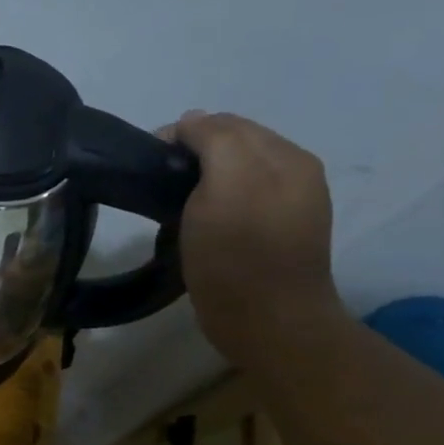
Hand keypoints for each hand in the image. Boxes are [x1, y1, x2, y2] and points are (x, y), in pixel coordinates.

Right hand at [164, 111, 344, 364]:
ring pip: (230, 174)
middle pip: (230, 146)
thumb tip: (191, 121)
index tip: (150, 163)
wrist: (266, 323)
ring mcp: (285, 207)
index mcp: (287, 157)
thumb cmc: (239, 253)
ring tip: (172, 206)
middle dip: (191, 155)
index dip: (183, 135)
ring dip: (197, 181)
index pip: (226, 123)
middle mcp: (293, 174)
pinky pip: (233, 202)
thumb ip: (214, 139)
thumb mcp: (227, 183)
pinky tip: (193, 224)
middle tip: (156, 184)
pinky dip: (208, 204)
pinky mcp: (269, 236)